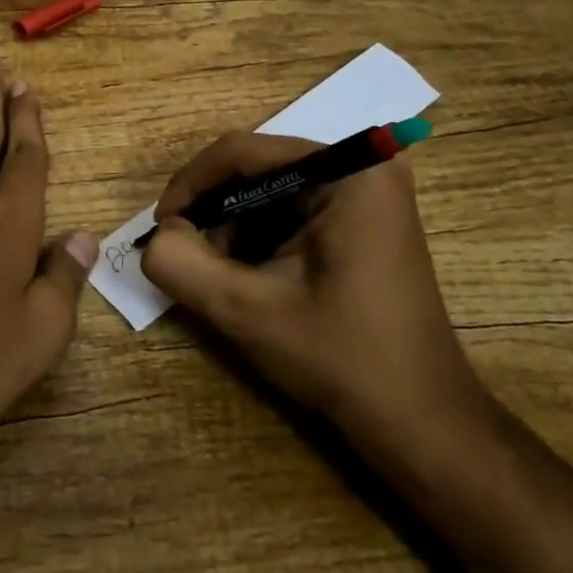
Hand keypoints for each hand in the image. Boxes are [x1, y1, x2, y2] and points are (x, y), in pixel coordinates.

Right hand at [141, 134, 488, 464]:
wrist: (416, 419)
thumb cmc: (340, 358)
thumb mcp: (246, 311)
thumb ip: (181, 265)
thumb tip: (156, 238)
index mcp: (348, 172)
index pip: (242, 152)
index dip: (189, 186)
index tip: (161, 230)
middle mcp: (362, 168)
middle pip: (256, 169)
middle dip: (212, 212)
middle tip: (186, 257)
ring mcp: (366, 194)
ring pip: (268, 191)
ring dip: (231, 229)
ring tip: (218, 276)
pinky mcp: (361, 221)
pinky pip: (289, 212)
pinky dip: (257, 239)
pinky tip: (249, 278)